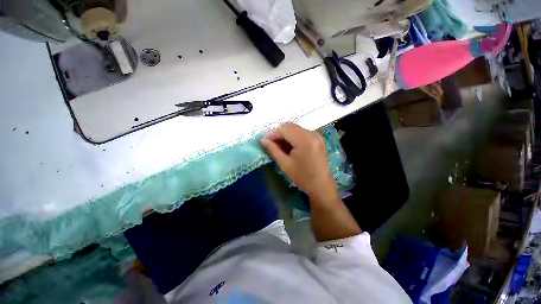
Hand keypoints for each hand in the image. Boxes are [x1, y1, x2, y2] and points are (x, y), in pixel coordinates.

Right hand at [260, 123, 338, 202]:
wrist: (321, 185)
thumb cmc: (302, 177)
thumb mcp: (285, 164)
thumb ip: (273, 149)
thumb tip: (262, 140)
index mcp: (304, 140)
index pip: (284, 129)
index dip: (273, 134)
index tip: (265, 142)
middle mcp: (312, 133)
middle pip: (290, 126)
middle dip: (278, 133)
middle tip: (271, 144)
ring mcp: (316, 135)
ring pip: (295, 128)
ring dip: (285, 135)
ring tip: (279, 146)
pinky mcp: (317, 138)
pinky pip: (301, 132)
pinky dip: (293, 137)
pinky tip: (289, 146)